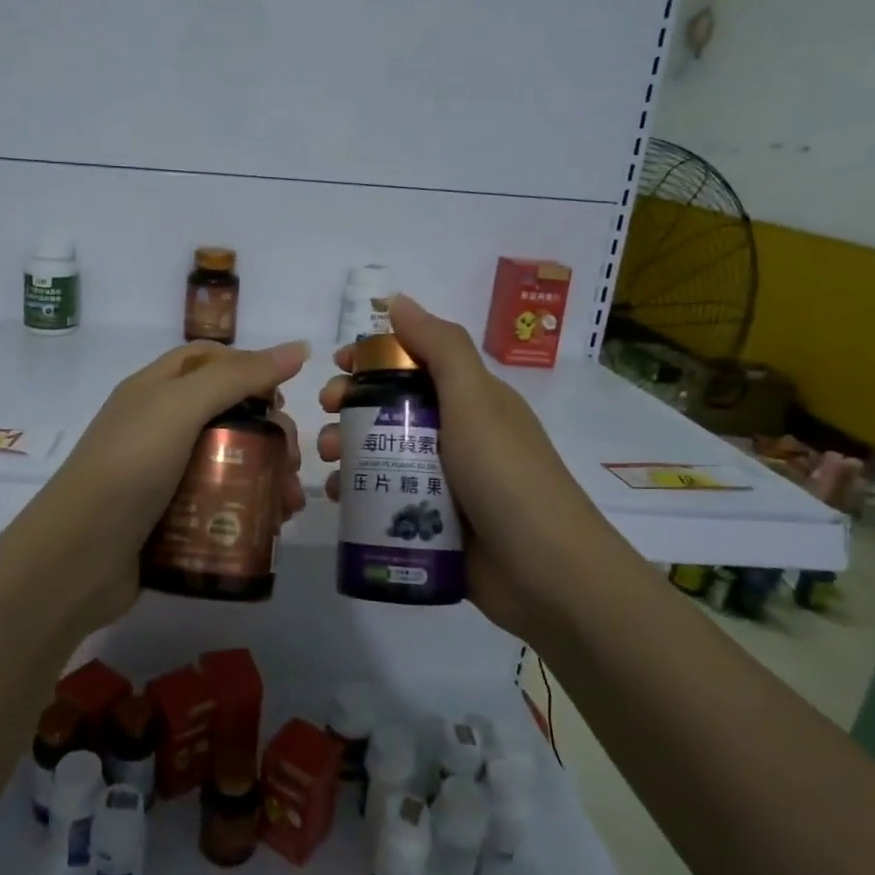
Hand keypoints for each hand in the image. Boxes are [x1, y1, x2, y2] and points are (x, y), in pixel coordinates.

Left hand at [0, 340, 309, 634]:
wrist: (76, 559)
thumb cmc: (129, 468)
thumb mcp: (180, 408)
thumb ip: (238, 376)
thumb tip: (300, 347)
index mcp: (154, 390)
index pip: (208, 360)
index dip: (249, 369)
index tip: (281, 399)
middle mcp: (158, 427)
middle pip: (225, 414)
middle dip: (267, 432)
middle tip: (292, 460)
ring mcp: (162, 476)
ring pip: (227, 462)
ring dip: (266, 475)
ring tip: (289, 503)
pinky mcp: (169, 519)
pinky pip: (218, 503)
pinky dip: (247, 509)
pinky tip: (271, 526)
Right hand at [317, 295, 596, 638]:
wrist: (547, 573)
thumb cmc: (506, 475)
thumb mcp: (476, 401)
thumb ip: (440, 347)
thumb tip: (398, 301)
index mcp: (470, 400)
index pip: (416, 363)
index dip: (376, 357)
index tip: (339, 364)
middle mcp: (456, 435)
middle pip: (393, 407)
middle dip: (353, 404)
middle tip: (327, 412)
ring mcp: (444, 481)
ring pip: (384, 453)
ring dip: (349, 448)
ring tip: (329, 461)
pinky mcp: (433, 522)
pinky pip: (386, 497)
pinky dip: (358, 493)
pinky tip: (338, 499)